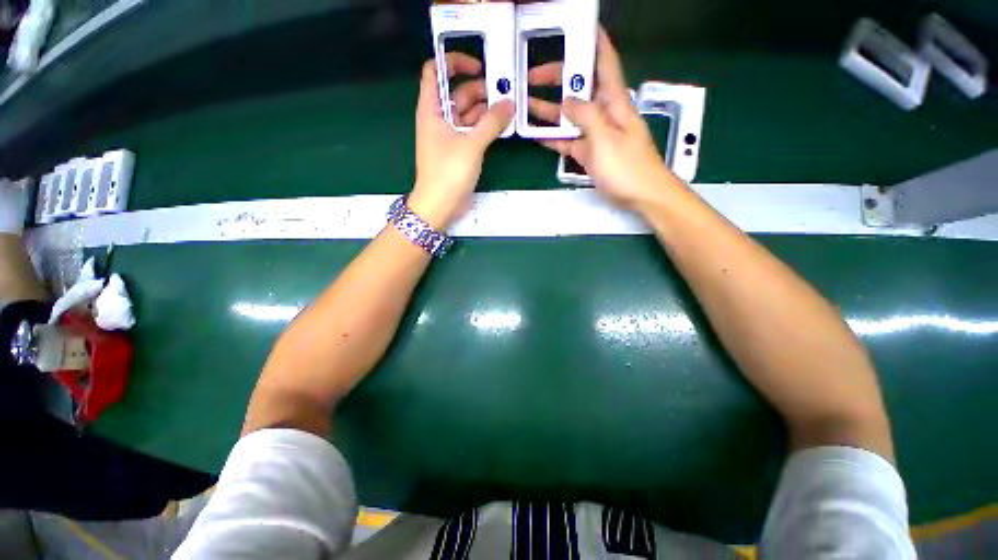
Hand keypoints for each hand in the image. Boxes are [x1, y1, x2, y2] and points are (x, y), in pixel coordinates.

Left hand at [409, 55, 514, 229]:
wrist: (439, 206)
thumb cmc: (448, 173)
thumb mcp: (471, 145)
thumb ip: (492, 123)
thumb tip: (509, 103)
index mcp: (432, 109)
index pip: (436, 71)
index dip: (454, 62)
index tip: (478, 65)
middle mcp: (439, 118)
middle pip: (458, 93)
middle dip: (480, 90)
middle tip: (505, 93)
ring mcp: (449, 136)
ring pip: (467, 114)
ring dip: (485, 111)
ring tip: (507, 110)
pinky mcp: (458, 151)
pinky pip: (472, 131)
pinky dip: (484, 128)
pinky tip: (500, 128)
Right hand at [529, 29, 684, 209]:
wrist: (641, 196)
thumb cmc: (628, 166)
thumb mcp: (605, 138)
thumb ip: (586, 116)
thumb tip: (567, 101)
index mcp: (614, 101)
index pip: (605, 62)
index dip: (593, 42)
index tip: (577, 28)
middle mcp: (604, 113)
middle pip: (580, 89)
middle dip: (559, 77)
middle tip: (533, 75)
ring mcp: (595, 135)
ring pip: (570, 116)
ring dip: (550, 109)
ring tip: (526, 102)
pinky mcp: (589, 154)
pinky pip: (568, 140)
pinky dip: (553, 137)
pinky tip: (537, 134)